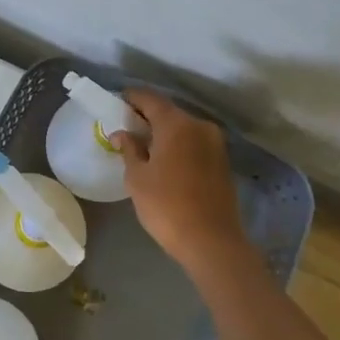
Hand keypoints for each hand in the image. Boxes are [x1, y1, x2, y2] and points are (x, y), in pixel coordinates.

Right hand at [115, 88, 248, 269]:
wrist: (211, 241)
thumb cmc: (166, 206)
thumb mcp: (137, 178)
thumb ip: (129, 149)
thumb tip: (121, 133)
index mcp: (176, 124)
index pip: (150, 99)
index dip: (132, 98)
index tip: (117, 102)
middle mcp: (199, 126)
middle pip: (168, 112)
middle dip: (147, 116)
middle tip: (127, 127)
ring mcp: (215, 143)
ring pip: (183, 128)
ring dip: (164, 132)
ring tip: (144, 146)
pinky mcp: (222, 161)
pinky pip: (194, 142)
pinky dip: (178, 144)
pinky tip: (165, 160)